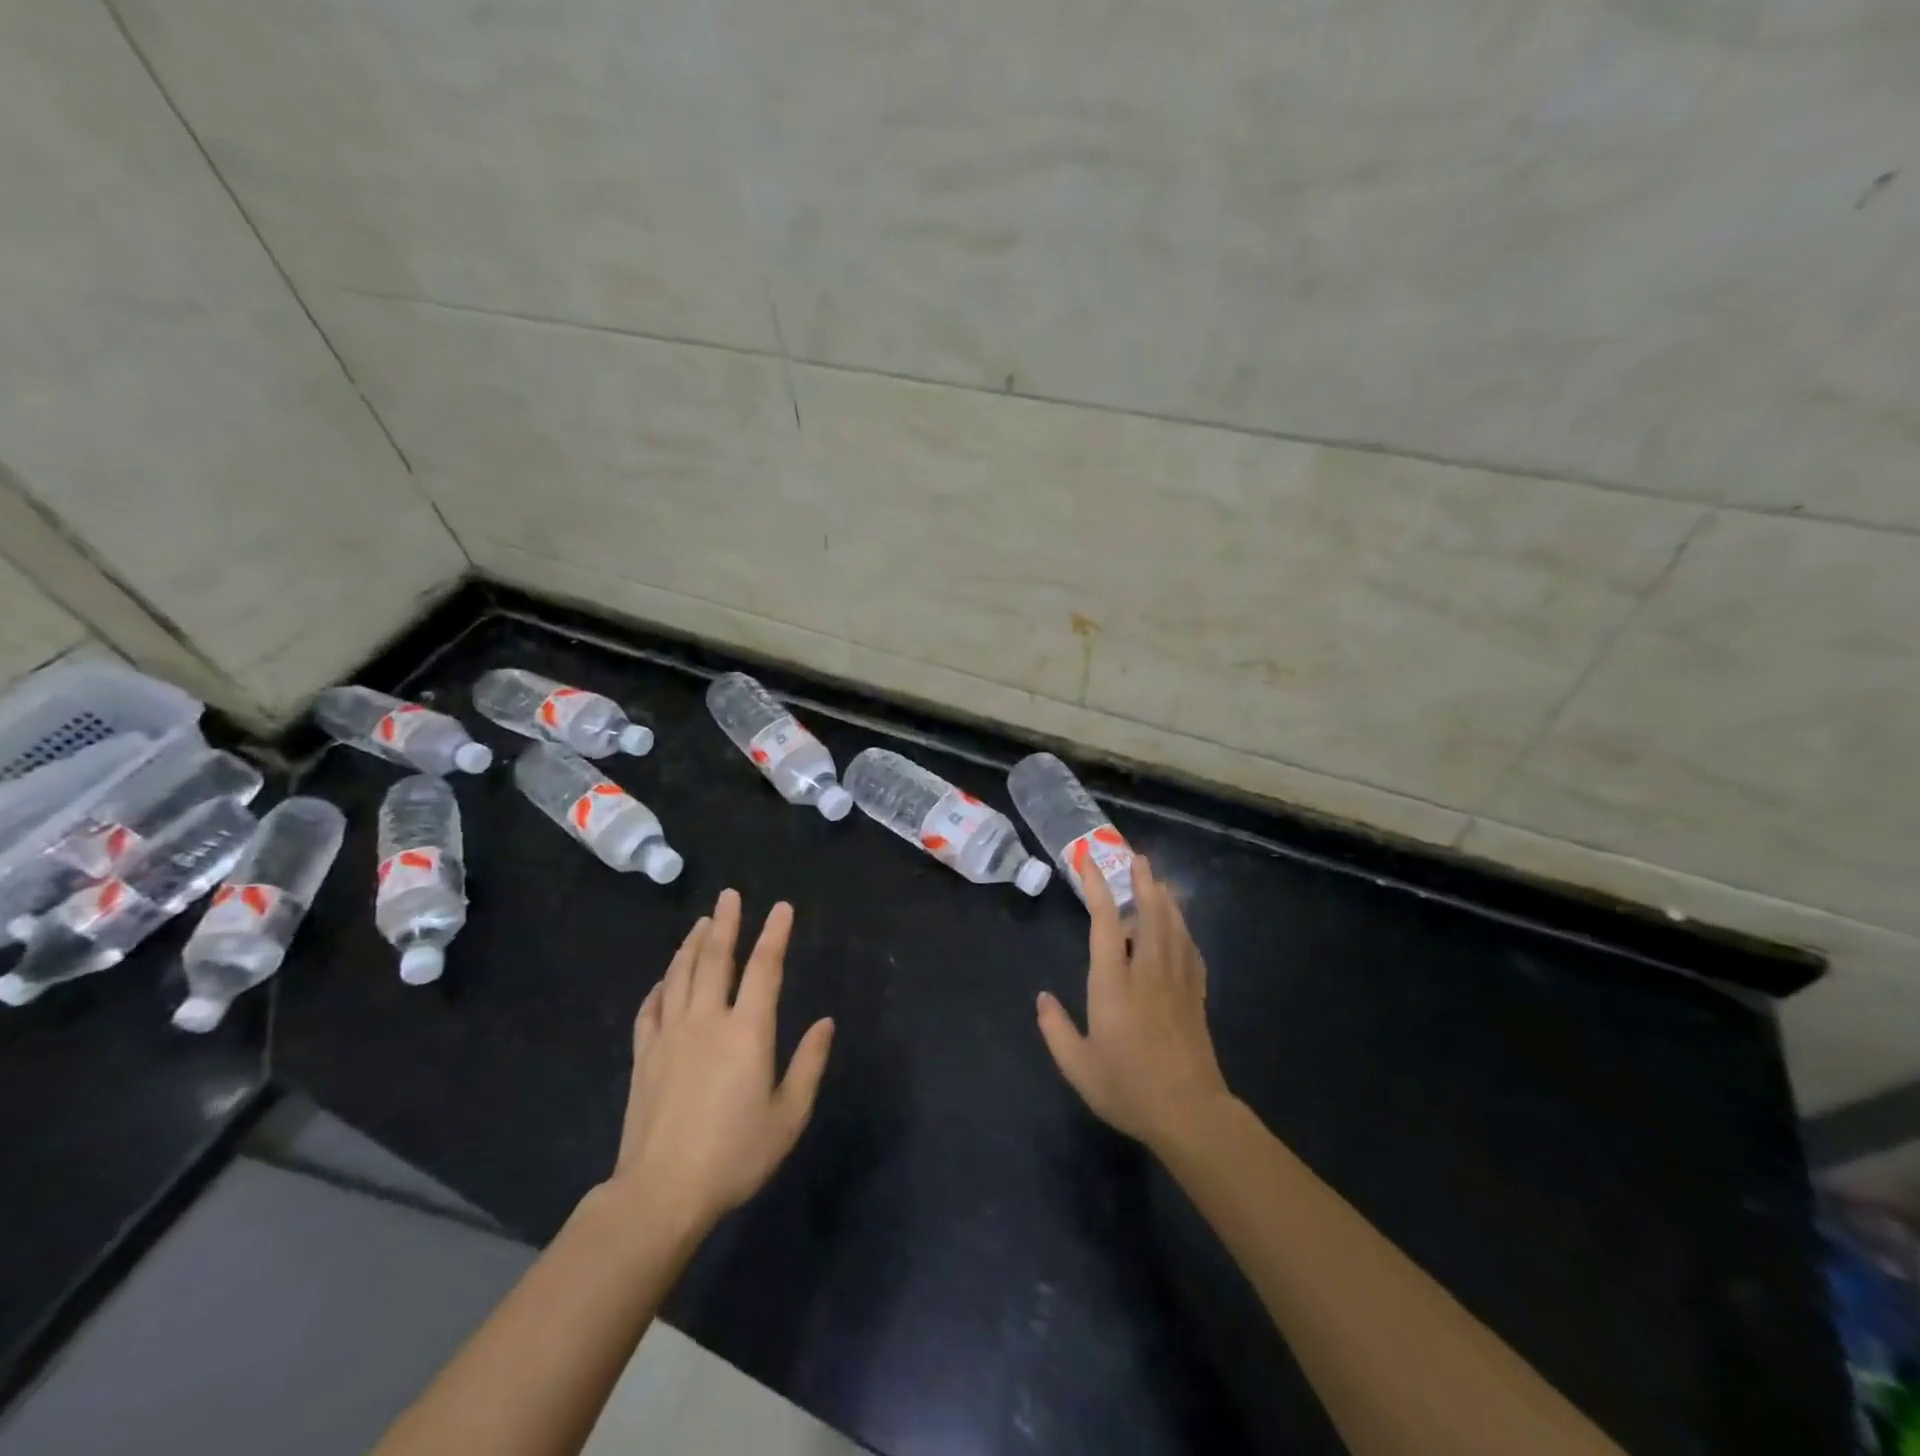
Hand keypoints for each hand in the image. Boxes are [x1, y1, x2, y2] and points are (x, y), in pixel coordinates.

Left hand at [607, 889, 834, 1233]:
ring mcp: (670, 1035)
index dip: (775, 934)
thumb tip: (826, 1022)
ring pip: (680, 975)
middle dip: (726, 923)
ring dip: (692, 944)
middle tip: (729, 895)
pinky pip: (651, 1007)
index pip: (764, 968)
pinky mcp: (644, 1055)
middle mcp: (707, 1020)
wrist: (661, 1193)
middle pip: (715, 959)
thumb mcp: (788, 1115)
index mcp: (746, 1031)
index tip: (782, 908)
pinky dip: (660, 985)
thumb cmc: (734, 1154)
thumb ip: (809, 1064)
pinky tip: (665, 979)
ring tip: (702, 923)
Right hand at [1036, 854, 1232, 1153]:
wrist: (1190, 1113)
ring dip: (1165, 898)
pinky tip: (1180, 925)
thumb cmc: (1129, 1088)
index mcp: (1114, 984)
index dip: (1098, 888)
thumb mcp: (1079, 1067)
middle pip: (1149, 914)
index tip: (1089, 862)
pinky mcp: (1195, 996)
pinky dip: (1184, 929)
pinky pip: (1191, 950)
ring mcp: (1176, 982)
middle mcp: (1147, 972)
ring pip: (1173, 927)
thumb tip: (1042, 998)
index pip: (1106, 923)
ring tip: (1158, 879)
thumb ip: (1056, 1030)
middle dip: (1142, 881)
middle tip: (1137, 856)